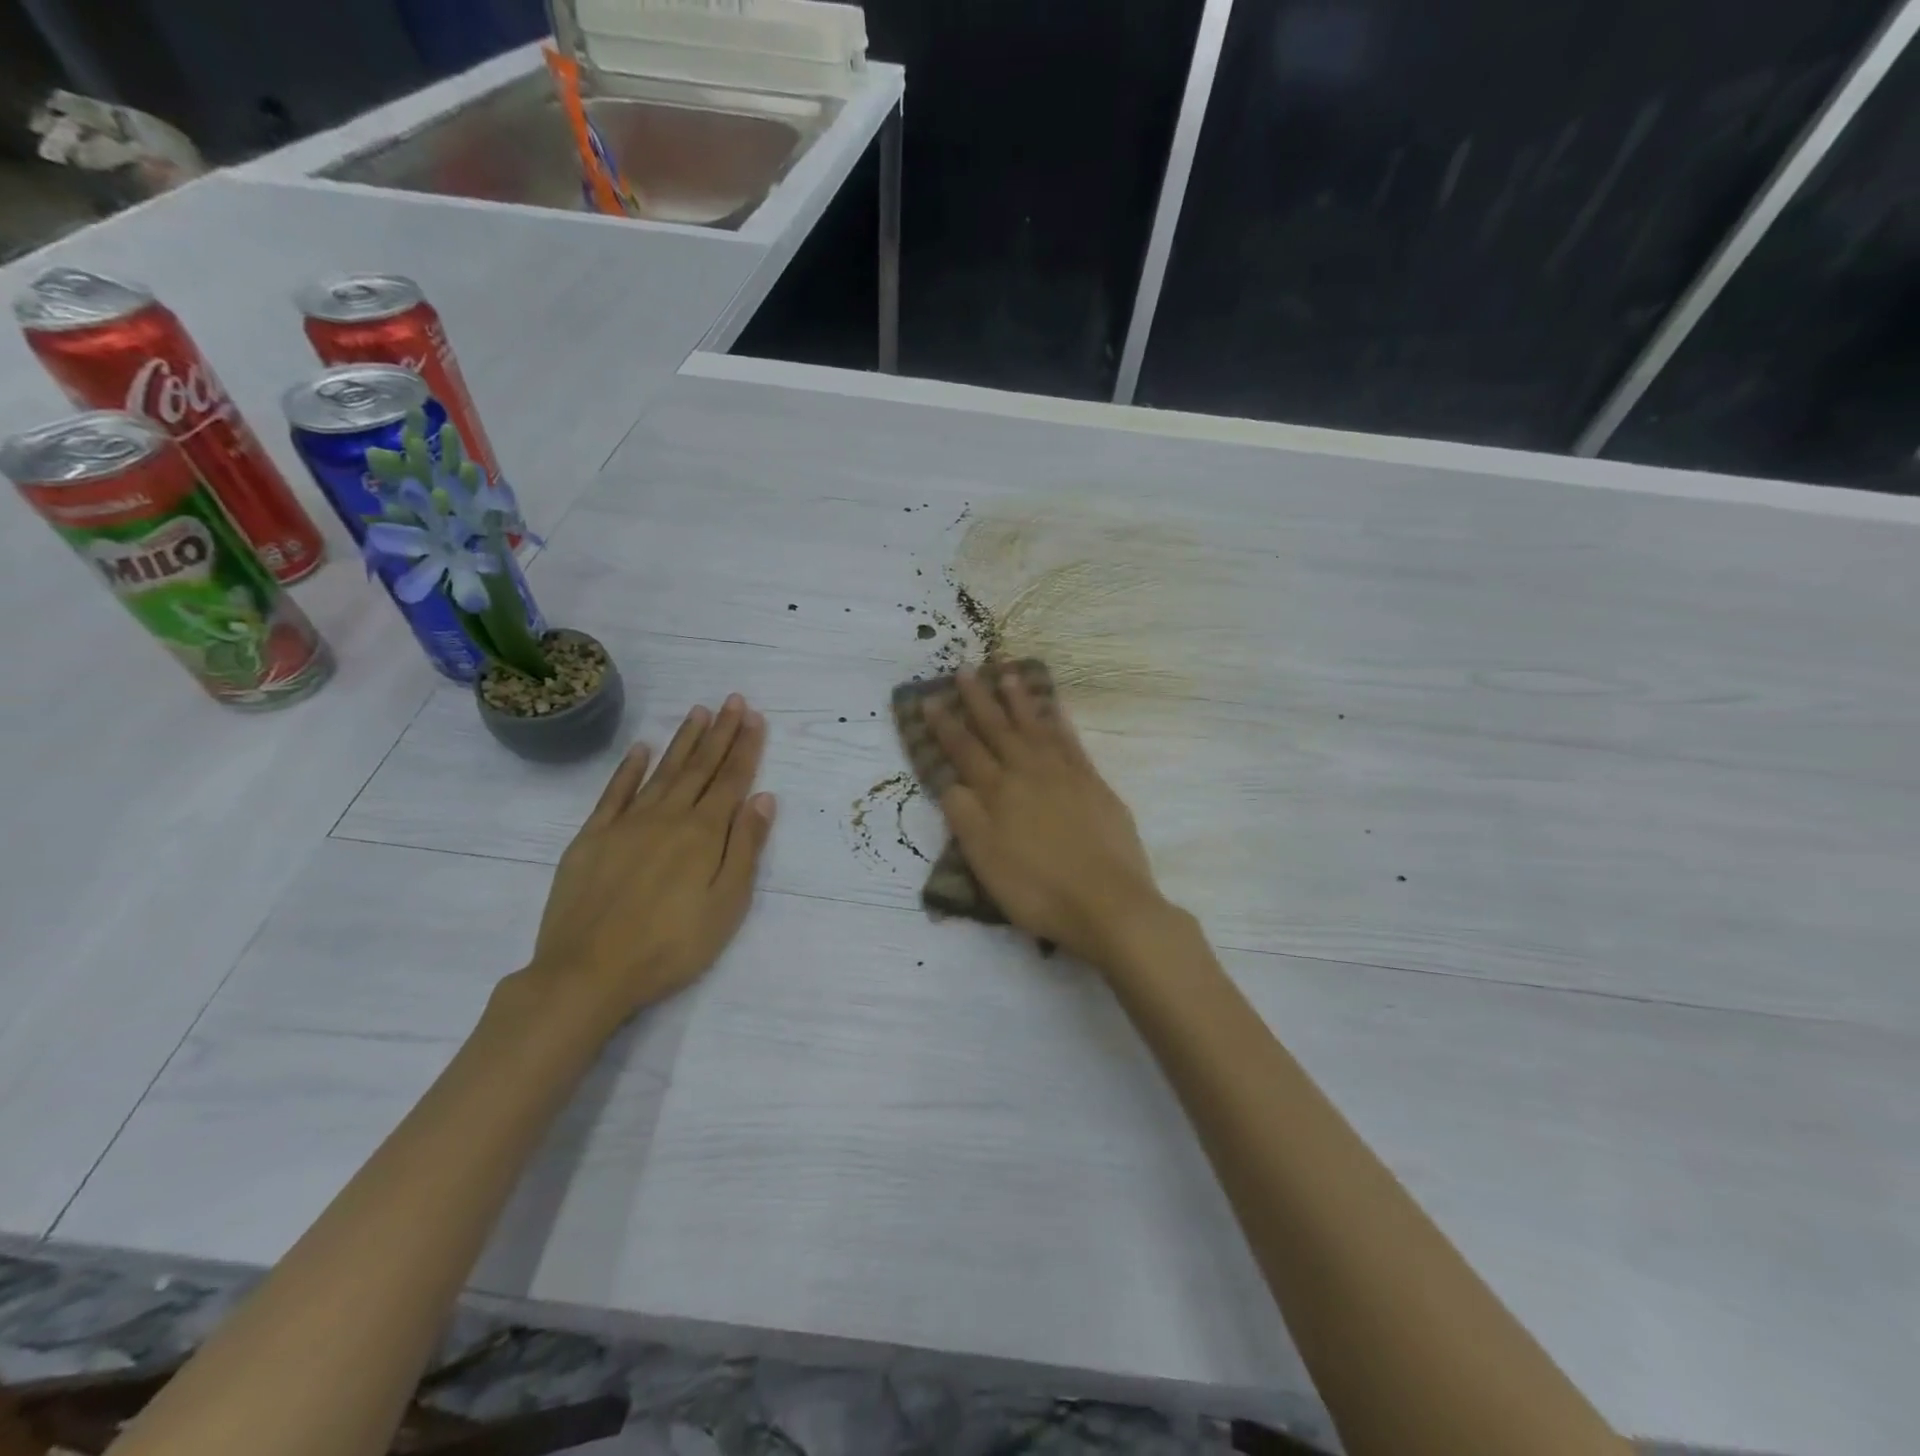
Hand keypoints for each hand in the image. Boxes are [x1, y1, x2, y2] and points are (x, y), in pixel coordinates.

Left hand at [525, 694, 775, 1026]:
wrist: (588, 972)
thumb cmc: (671, 946)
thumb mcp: (727, 905)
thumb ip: (746, 848)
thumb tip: (764, 798)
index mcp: (704, 834)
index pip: (732, 780)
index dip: (746, 748)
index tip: (755, 717)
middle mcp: (668, 817)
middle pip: (700, 767)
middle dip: (721, 733)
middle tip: (734, 700)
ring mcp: (627, 824)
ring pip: (662, 771)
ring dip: (683, 741)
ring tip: (699, 712)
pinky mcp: (592, 837)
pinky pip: (615, 793)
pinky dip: (629, 768)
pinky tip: (641, 749)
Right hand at [924, 668, 1169, 971]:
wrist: (1107, 902)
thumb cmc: (1038, 889)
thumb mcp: (985, 861)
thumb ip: (964, 817)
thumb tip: (949, 781)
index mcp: (998, 792)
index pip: (965, 751)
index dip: (945, 726)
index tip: (930, 700)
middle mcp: (1028, 772)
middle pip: (998, 729)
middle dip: (979, 699)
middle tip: (966, 669)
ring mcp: (1065, 774)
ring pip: (1035, 727)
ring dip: (1019, 700)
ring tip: (1008, 674)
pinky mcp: (1093, 783)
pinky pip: (1071, 740)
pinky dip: (1059, 721)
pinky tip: (1054, 707)